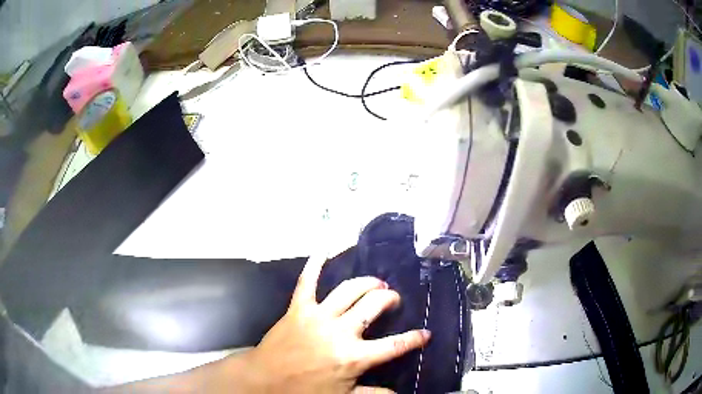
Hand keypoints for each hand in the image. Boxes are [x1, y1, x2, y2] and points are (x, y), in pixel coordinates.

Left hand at [244, 255, 430, 393]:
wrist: (266, 379)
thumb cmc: (305, 390)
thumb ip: (373, 393)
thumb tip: (398, 392)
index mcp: (354, 356)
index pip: (394, 345)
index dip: (414, 338)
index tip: (426, 333)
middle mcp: (340, 331)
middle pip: (374, 305)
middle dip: (389, 298)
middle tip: (393, 299)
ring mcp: (318, 316)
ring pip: (349, 290)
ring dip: (367, 282)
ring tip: (376, 283)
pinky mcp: (298, 308)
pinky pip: (307, 282)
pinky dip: (315, 264)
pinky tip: (324, 249)